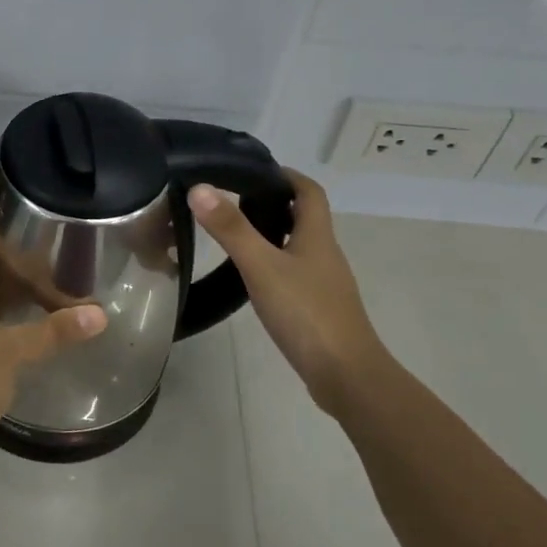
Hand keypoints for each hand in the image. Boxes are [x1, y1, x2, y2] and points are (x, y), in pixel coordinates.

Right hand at [187, 170, 391, 412]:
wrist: (345, 375)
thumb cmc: (306, 314)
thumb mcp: (261, 267)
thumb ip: (231, 229)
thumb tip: (200, 188)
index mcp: (317, 237)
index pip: (308, 192)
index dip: (286, 176)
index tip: (254, 171)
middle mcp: (325, 255)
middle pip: (304, 218)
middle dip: (273, 204)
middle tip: (233, 201)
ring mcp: (324, 284)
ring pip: (298, 247)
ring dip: (272, 235)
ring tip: (235, 235)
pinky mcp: (318, 309)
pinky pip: (295, 275)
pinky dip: (274, 265)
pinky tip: (252, 279)